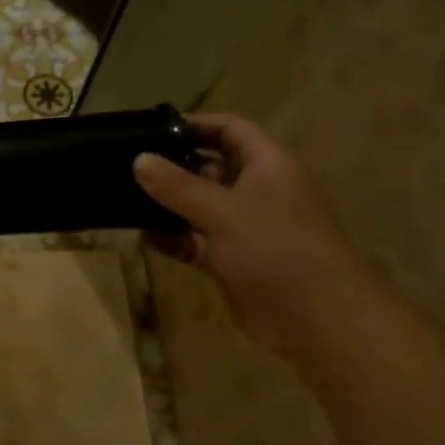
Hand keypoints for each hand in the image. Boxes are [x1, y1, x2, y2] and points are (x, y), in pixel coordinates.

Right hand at [134, 113, 370, 352]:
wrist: (319, 321)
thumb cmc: (277, 251)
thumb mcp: (223, 212)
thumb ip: (178, 186)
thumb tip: (139, 159)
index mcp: (267, 166)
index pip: (230, 129)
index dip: (195, 124)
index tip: (151, 128)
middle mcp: (257, 190)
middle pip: (209, 167)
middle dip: (172, 165)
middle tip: (126, 164)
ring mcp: (244, 227)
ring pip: (199, 205)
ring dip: (168, 204)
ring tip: (125, 199)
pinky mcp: (232, 260)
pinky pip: (196, 240)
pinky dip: (173, 238)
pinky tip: (144, 238)